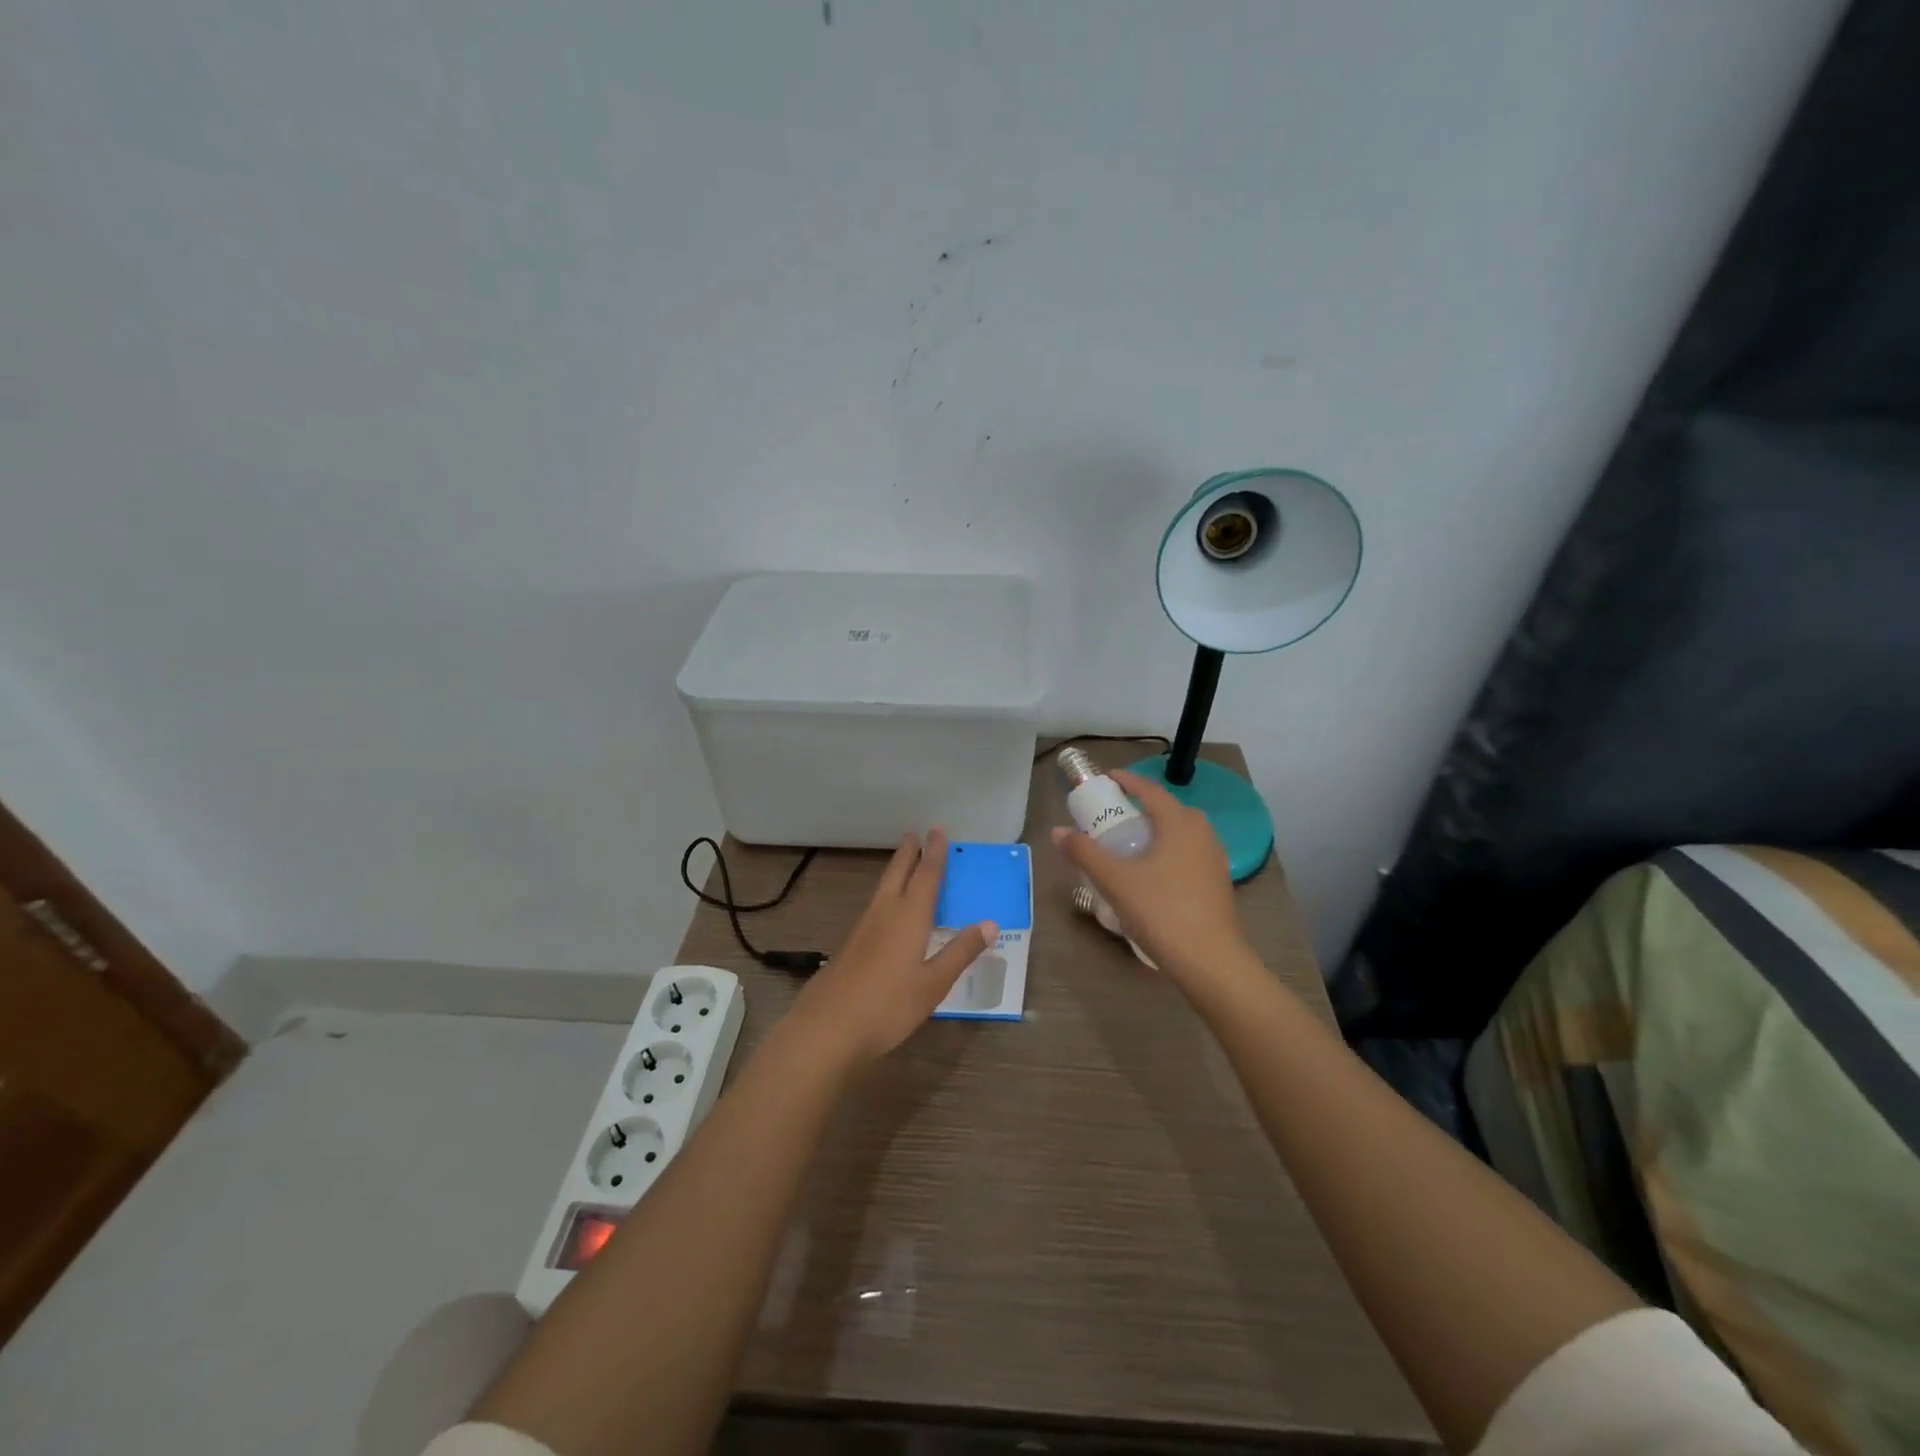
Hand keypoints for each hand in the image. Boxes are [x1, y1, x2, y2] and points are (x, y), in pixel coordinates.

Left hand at [784, 830, 996, 1067]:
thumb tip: (989, 923)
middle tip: (915, 834)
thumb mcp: (933, 983)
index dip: (935, 853)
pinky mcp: (851, 946)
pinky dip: (887, 894)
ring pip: (883, 888)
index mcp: (909, 917)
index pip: (926, 876)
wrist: (828, 1028)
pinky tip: (887, 910)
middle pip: (898, 874)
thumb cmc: (888, 1005)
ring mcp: (863, 929)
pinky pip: (875, 906)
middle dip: (908, 853)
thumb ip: (960, 952)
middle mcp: (884, 913)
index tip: (938, 830)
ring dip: (895, 871)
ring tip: (904, 864)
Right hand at [1052, 770, 1258, 994]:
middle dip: (1142, 807)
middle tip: (1115, 815)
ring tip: (1131, 844)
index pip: (1150, 791)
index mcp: (1179, 823)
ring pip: (1181, 833)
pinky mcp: (1218, 884)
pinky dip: (1168, 852)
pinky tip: (1152, 874)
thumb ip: (1084, 853)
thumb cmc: (1161, 911)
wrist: (1211, 961)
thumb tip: (1058, 831)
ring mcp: (1214, 859)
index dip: (1127, 781)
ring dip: (1157, 831)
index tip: (1107, 779)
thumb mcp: (1115, 881)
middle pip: (1169, 810)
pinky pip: (1189, 855)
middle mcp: (1202, 833)